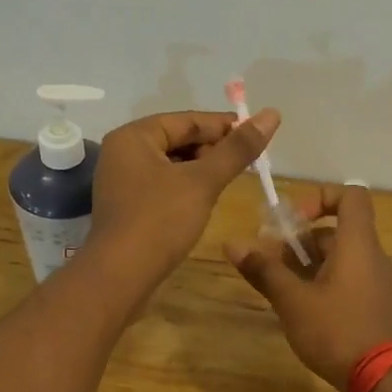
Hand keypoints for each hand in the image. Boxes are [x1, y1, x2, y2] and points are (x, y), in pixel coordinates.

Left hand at [86, 107, 280, 290]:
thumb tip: (271, 114)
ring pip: (172, 164)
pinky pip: (163, 184)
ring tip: (230, 179)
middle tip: (247, 162)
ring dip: (202, 169)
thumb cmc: (160, 221)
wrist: (120, 277)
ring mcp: (122, 180)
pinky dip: (186, 186)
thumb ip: (237, 149)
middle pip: (178, 139)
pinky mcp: (127, 205)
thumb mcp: (203, 182)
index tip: (258, 135)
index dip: (225, 126)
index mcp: (134, 137)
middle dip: (213, 149)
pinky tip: (206, 199)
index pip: (187, 120)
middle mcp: (123, 152)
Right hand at [225, 183, 391, 391]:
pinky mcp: (376, 305)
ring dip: (308, 265)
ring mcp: (377, 282)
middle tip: (270, 263)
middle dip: (300, 241)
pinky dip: (323, 282)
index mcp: (358, 243)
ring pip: (340, 258)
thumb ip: (264, 270)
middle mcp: (372, 256)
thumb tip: (232, 244)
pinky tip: (301, 309)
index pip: (351, 196)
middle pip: (336, 231)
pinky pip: (348, 279)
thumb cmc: (337, 331)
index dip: (320, 198)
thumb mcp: (293, 301)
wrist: (384, 380)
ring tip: (279, 288)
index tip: (294, 222)